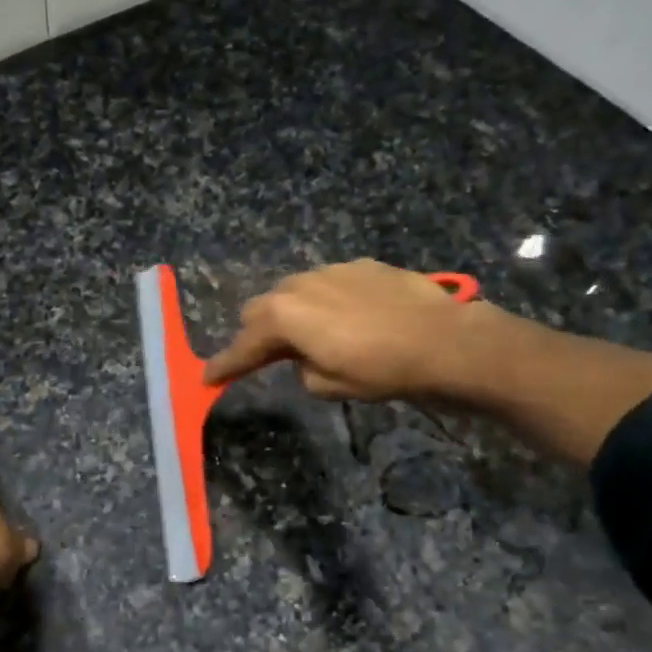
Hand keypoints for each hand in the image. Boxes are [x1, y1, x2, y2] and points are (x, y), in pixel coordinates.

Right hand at [204, 260, 502, 403]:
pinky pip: (327, 283)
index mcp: (284, 317)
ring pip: (293, 291)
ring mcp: (331, 270)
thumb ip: (303, 369)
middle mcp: (298, 285)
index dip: (224, 365)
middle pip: (260, 309)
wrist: (444, 340)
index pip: (243, 346)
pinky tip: (350, 318)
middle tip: (266, 357)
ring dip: (292, 314)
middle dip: (257, 334)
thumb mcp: (330, 385)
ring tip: (313, 335)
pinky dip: (325, 301)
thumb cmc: (381, 370)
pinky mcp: (361, 265)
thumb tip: (307, 358)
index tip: (206, 378)